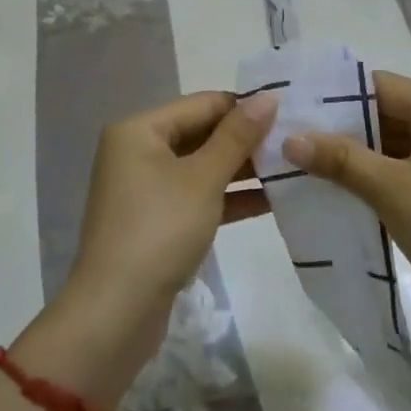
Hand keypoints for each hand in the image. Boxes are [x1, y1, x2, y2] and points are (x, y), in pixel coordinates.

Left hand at [67, 90, 278, 343]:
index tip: (289, 113)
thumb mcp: (203, 179)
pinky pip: (195, 196)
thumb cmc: (160, 230)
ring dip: (240, 170)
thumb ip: (237, 136)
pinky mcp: (155, 221)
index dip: (244, 107)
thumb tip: (267, 96)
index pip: (202, 104)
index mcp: (139, 129)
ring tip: (291, 169)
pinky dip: (226, 197)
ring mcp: (144, 188)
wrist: (116, 313)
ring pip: (200, 167)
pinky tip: (270, 200)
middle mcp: (137, 151)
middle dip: (245, 140)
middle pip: (200, 133)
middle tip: (294, 142)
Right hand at [284, 73, 410, 330]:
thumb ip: (341, 159)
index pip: (378, 84)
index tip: (294, 107)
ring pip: (391, 139)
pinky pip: (403, 163)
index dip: (335, 94)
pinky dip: (374, 171)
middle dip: (340, 125)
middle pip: (384, 110)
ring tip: (305, 159)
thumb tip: (289, 138)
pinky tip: (340, 184)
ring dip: (355, 151)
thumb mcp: (392, 191)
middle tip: (292, 135)